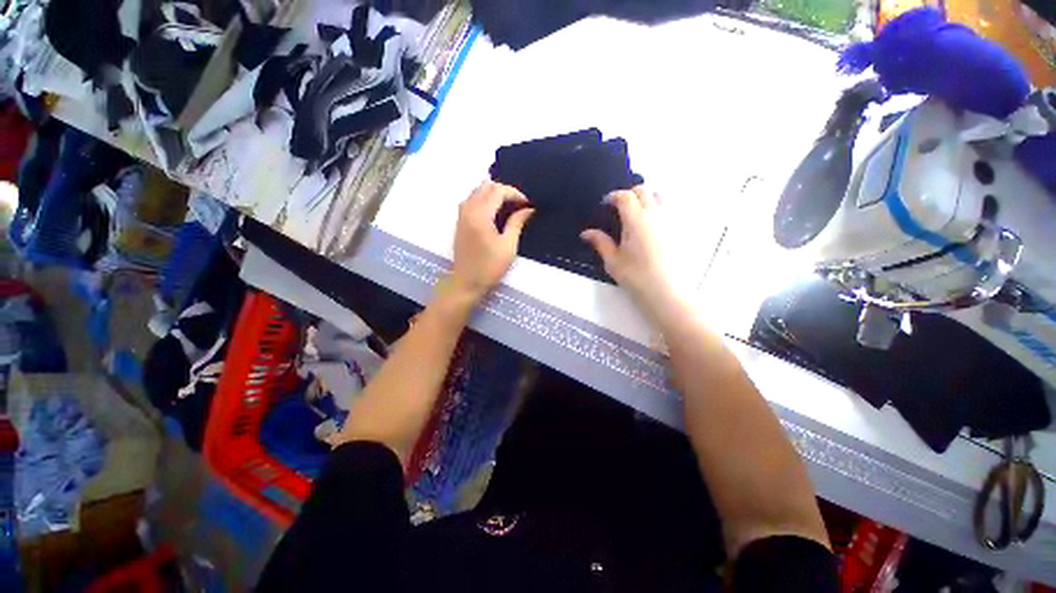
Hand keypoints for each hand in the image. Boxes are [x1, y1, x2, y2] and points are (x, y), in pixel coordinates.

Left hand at [447, 181, 533, 301]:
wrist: (467, 282)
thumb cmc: (489, 267)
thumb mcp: (508, 246)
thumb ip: (517, 223)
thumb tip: (528, 209)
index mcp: (480, 215)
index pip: (498, 191)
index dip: (515, 194)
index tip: (527, 205)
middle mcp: (468, 210)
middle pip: (486, 186)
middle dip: (505, 191)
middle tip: (519, 205)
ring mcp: (461, 215)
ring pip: (477, 191)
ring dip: (494, 194)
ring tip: (508, 208)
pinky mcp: (460, 221)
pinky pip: (472, 200)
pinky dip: (484, 200)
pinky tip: (495, 213)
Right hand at [581, 186, 681, 319]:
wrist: (666, 292)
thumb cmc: (636, 277)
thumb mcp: (613, 261)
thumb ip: (600, 242)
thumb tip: (586, 232)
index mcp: (636, 220)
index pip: (625, 196)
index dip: (613, 196)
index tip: (606, 204)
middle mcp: (655, 214)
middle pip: (643, 190)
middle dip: (629, 194)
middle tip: (620, 208)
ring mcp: (670, 220)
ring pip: (660, 196)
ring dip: (647, 198)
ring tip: (637, 214)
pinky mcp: (680, 229)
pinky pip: (670, 208)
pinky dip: (659, 208)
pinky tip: (653, 225)